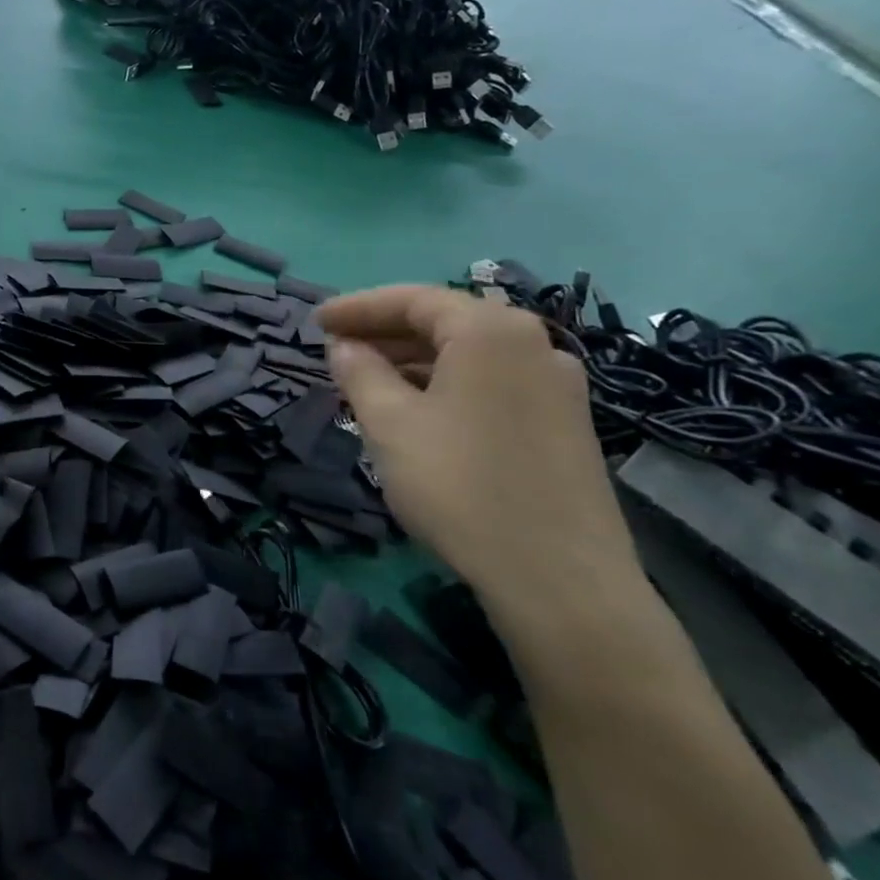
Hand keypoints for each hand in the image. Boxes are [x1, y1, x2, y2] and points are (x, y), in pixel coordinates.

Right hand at [315, 285, 643, 638]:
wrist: (560, 580)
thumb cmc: (460, 486)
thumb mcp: (390, 424)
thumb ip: (359, 372)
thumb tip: (343, 346)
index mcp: (490, 331)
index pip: (412, 299)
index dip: (357, 308)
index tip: (315, 322)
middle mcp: (532, 344)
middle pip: (445, 322)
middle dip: (385, 333)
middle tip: (336, 349)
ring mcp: (557, 384)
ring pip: (469, 355)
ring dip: (413, 360)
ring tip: (366, 381)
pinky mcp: (564, 423)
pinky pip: (491, 382)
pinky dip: (446, 384)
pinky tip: (417, 410)